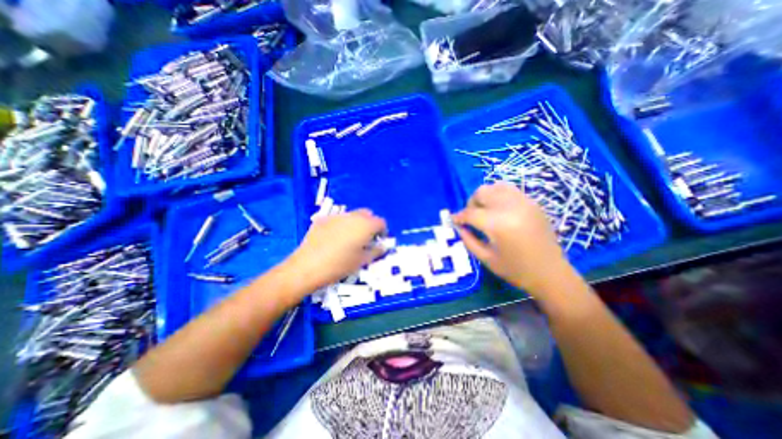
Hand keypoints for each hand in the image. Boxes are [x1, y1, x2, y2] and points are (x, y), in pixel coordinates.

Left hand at [285, 210, 387, 293]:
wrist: (307, 267)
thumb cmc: (339, 265)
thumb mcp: (362, 261)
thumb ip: (376, 251)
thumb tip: (383, 246)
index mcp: (365, 225)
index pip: (381, 222)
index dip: (382, 231)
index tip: (378, 241)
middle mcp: (353, 216)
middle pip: (367, 214)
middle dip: (370, 224)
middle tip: (365, 239)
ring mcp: (336, 216)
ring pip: (352, 215)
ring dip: (356, 223)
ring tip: (349, 239)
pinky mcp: (323, 219)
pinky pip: (338, 219)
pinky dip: (341, 225)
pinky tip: (334, 239)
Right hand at [450, 183, 572, 294]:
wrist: (551, 273)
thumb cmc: (516, 270)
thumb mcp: (486, 258)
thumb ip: (468, 240)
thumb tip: (459, 226)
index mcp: (498, 224)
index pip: (470, 213)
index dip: (459, 217)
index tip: (454, 221)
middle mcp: (510, 208)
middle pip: (482, 193)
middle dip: (471, 204)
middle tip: (471, 218)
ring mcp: (524, 202)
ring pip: (495, 187)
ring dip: (485, 197)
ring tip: (485, 211)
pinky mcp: (532, 203)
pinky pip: (509, 190)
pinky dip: (498, 195)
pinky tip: (499, 209)